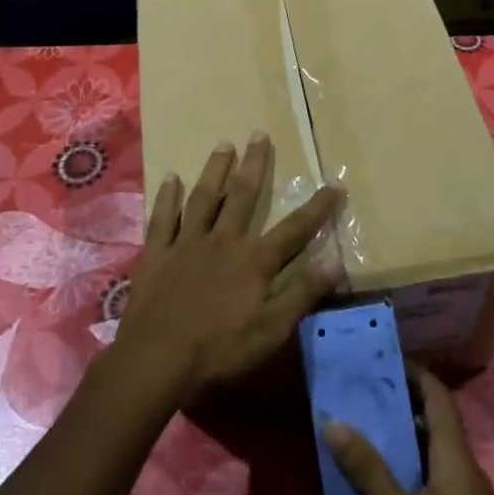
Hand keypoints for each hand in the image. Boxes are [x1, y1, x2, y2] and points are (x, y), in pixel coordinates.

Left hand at [116, 133, 344, 408]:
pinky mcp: (157, 254)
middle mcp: (222, 241)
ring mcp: (186, 244)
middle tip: (259, 134)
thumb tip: (336, 260)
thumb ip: (303, 292)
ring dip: (215, 170)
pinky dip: (167, 197)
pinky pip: (163, 218)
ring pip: (203, 198)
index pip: (294, 229)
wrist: (157, 360)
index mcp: (254, 260)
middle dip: (254, 164)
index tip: (335, 185)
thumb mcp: (272, 329)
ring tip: (224, 144)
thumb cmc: (220, 349)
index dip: (318, 208)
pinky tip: (170, 178)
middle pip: (242, 196)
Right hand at [324, 366, 493, 494]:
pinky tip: (379, 483)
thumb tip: (333, 421)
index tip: (379, 357)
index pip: (437, 395)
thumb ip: (368, 471)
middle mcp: (464, 468)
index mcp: (455, 456)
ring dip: (400, 436)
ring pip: (431, 451)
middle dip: (399, 400)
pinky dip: (406, 468)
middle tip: (359, 390)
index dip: (413, 371)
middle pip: (434, 420)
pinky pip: (431, 479)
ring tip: (360, 427)